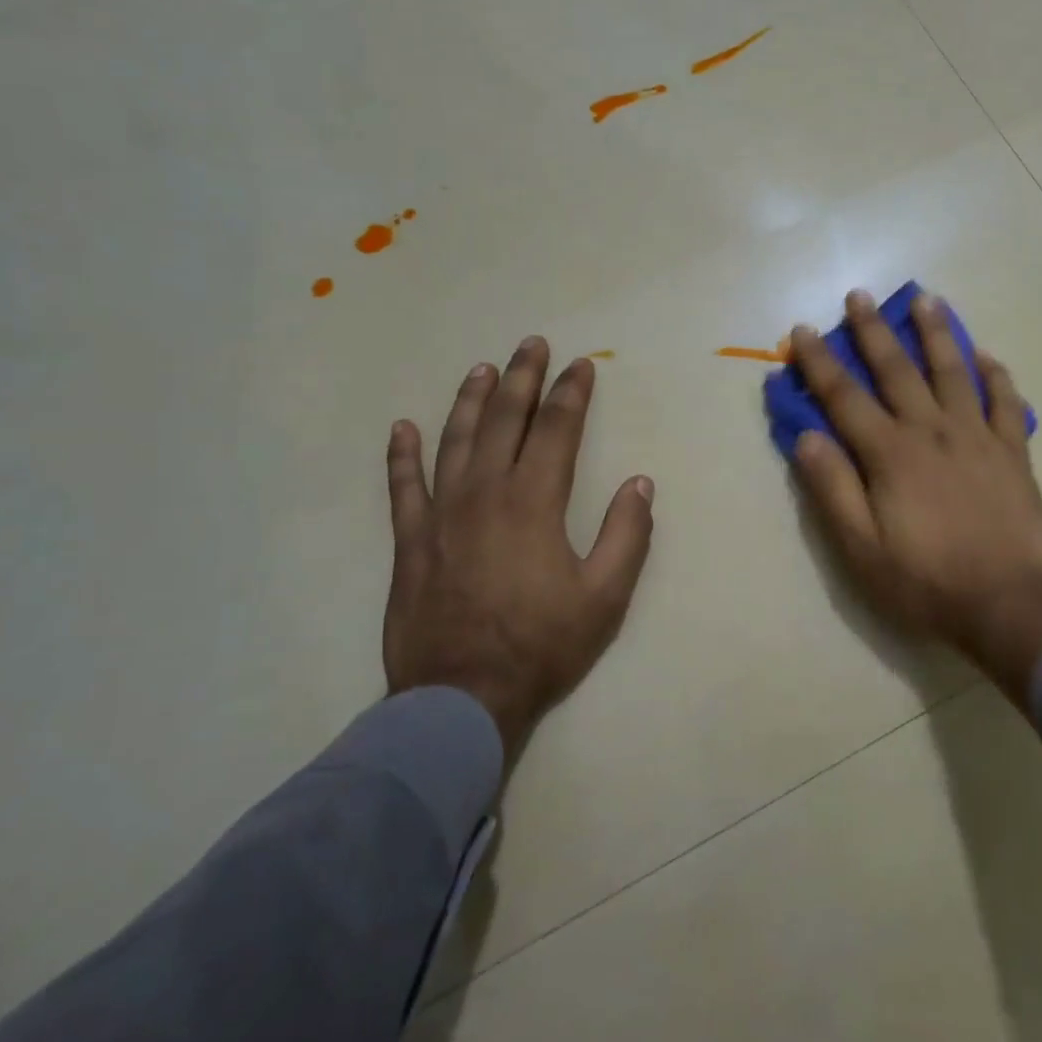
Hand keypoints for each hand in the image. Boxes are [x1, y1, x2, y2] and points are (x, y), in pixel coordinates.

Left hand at [382, 338, 654, 758]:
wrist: (461, 697)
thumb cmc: (541, 645)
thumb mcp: (605, 596)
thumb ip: (627, 535)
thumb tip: (639, 484)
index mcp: (534, 502)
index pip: (556, 430)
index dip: (571, 393)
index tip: (581, 366)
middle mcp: (485, 493)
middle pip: (504, 420)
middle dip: (522, 378)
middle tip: (532, 345)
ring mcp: (440, 514)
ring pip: (455, 440)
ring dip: (470, 400)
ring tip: (483, 369)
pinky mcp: (410, 541)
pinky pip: (402, 486)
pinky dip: (402, 455)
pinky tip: (402, 428)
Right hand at [787, 290, 1041, 704]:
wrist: (1007, 604)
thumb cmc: (925, 581)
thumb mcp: (861, 548)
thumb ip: (833, 488)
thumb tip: (806, 436)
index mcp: (891, 454)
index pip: (845, 397)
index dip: (819, 363)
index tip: (803, 332)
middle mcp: (933, 431)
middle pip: (898, 370)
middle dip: (874, 331)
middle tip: (860, 296)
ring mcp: (978, 437)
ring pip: (954, 371)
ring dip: (937, 333)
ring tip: (926, 300)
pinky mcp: (1013, 452)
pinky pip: (1005, 402)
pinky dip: (995, 375)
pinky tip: (985, 356)